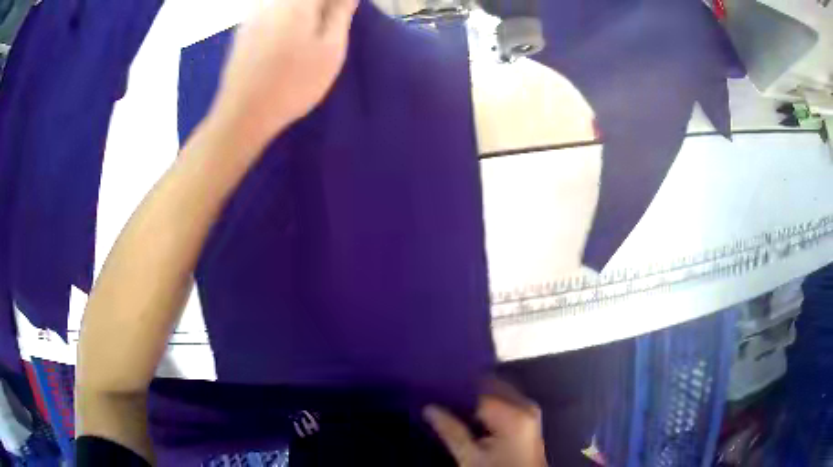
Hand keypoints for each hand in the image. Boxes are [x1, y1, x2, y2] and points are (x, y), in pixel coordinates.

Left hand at [209, 0, 358, 150]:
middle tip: (331, 23)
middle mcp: (272, 2)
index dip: (337, 3)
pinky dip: (286, 16)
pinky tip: (288, 37)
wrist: (244, 114)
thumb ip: (341, 13)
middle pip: (303, 0)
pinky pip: (269, 10)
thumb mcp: (330, 49)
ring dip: (305, 12)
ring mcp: (253, 15)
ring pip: (286, 5)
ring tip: (313, 31)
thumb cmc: (294, 83)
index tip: (344, 13)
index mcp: (297, 2)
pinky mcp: (242, 30)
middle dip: (321, 7)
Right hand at [424, 394, 547, 466]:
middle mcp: (525, 406)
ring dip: (477, 399)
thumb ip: (451, 431)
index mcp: (513, 413)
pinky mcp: (528, 420)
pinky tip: (472, 415)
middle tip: (441, 396)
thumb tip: (429, 409)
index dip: (455, 389)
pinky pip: (505, 402)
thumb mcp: (470, 457)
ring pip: (498, 393)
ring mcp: (529, 412)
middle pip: (491, 387)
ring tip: (453, 405)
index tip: (435, 390)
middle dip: (467, 391)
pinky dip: (488, 405)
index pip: (478, 389)